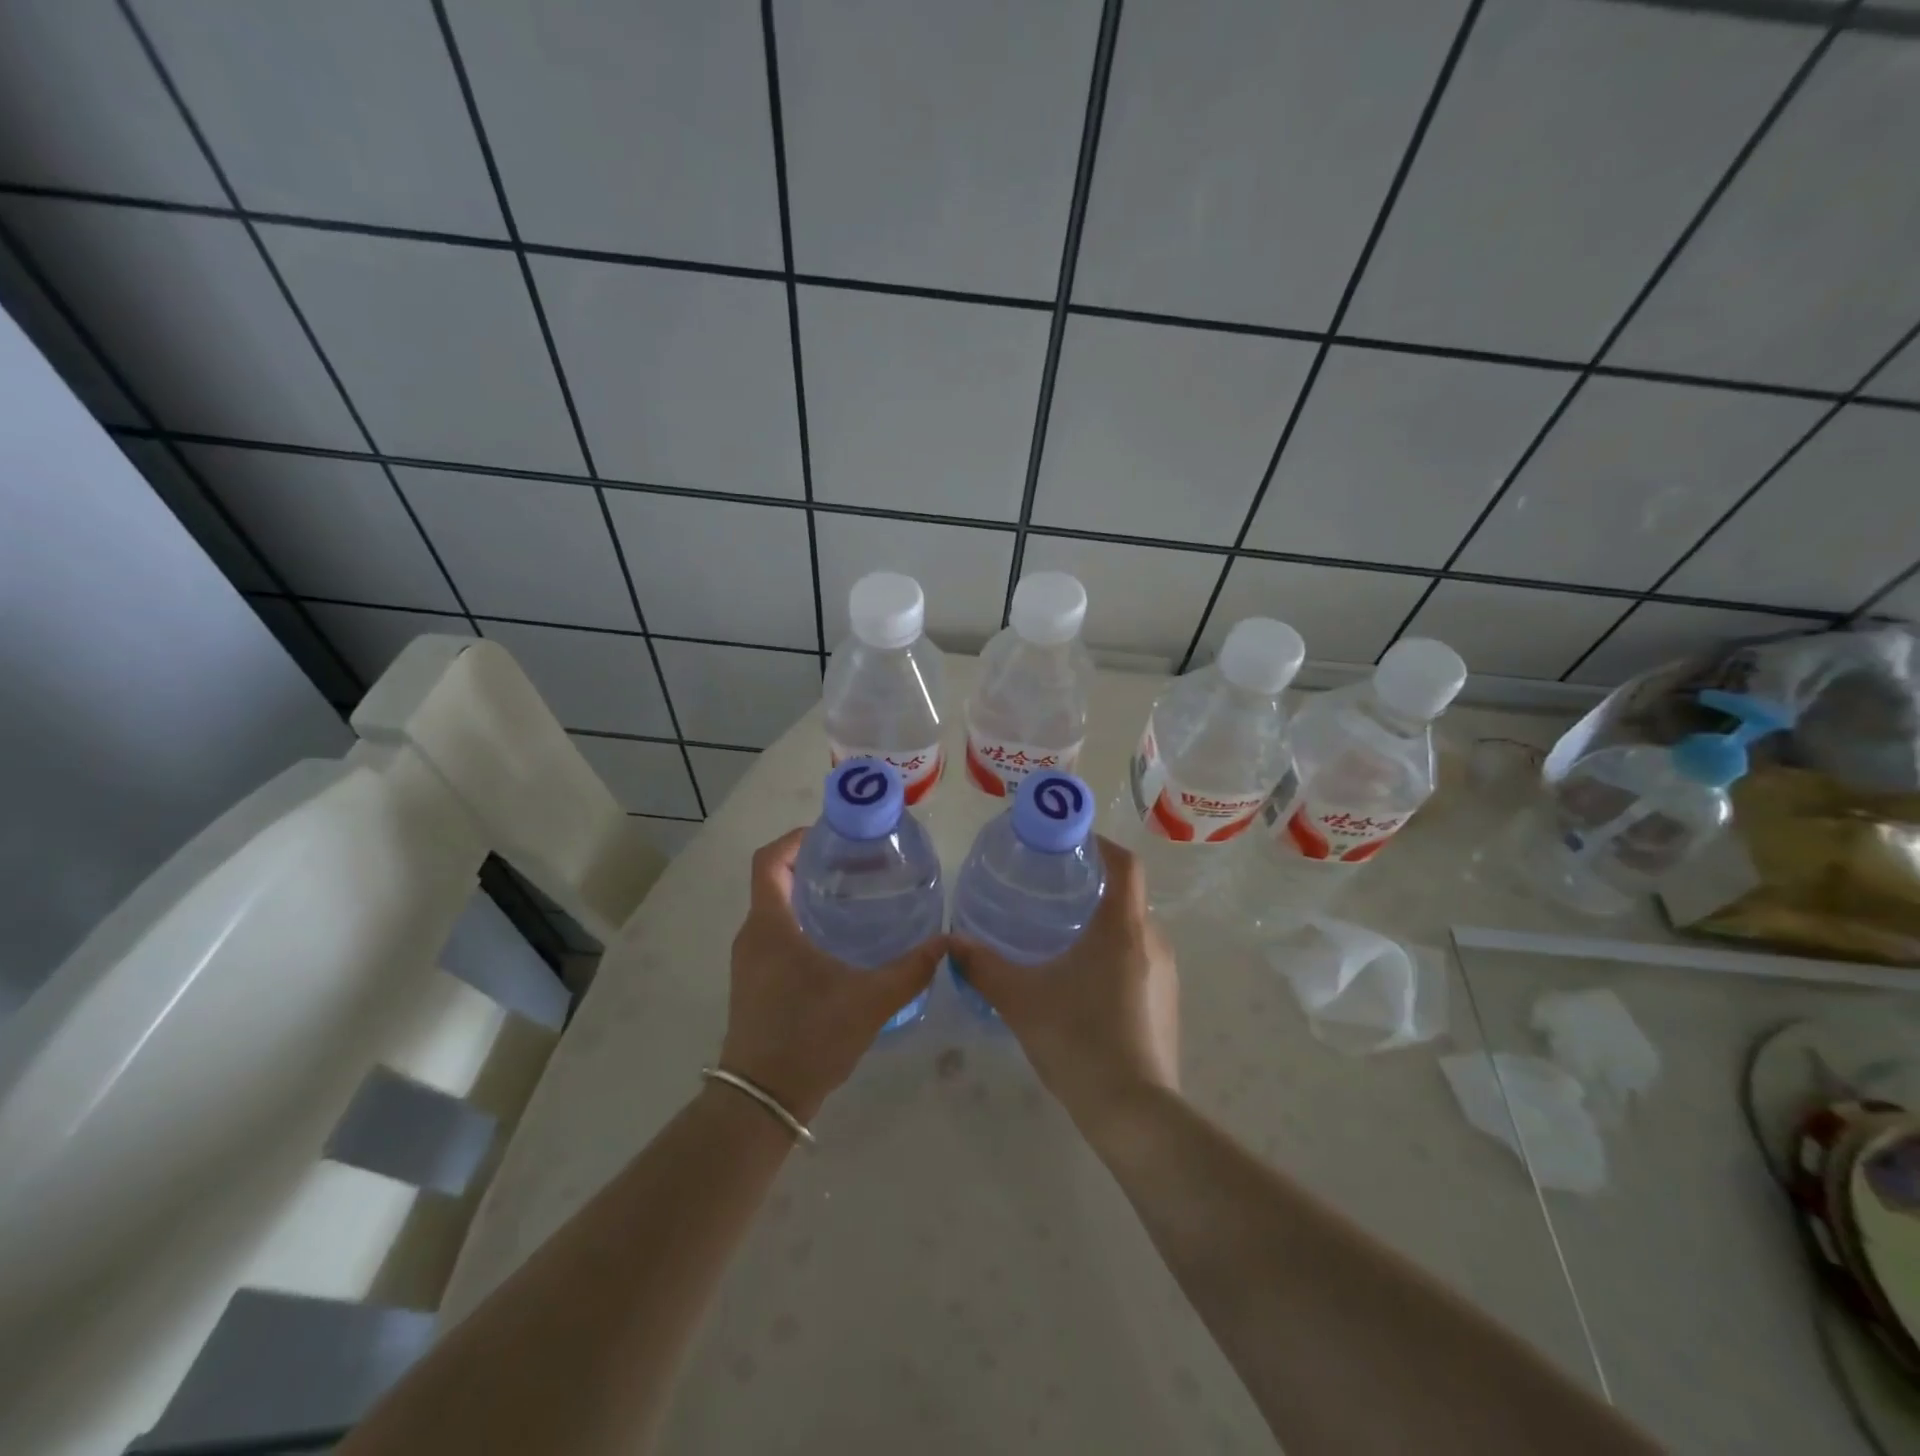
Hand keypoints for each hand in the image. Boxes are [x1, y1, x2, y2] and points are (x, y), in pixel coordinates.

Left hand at [721, 828, 944, 1122]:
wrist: (761, 1103)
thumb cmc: (809, 1039)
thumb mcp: (870, 1001)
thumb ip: (911, 969)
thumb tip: (948, 942)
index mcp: (770, 926)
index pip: (770, 861)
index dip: (796, 838)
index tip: (833, 833)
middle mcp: (753, 936)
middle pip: (775, 880)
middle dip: (813, 864)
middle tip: (859, 862)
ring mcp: (750, 961)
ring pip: (776, 908)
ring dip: (808, 894)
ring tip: (856, 895)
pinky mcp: (755, 982)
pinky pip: (776, 934)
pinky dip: (803, 922)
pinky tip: (840, 939)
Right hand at [949, 837, 1179, 1132]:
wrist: (1134, 1113)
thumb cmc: (1078, 1040)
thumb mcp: (1021, 999)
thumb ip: (983, 967)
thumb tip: (951, 943)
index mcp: (1123, 927)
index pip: (1125, 865)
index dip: (1101, 845)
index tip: (1071, 842)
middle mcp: (1153, 941)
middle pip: (1127, 896)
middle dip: (1093, 886)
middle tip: (1051, 890)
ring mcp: (1165, 975)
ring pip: (1134, 930)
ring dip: (1103, 923)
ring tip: (1061, 934)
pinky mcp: (1166, 1003)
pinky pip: (1140, 960)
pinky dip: (1114, 954)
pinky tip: (1083, 982)